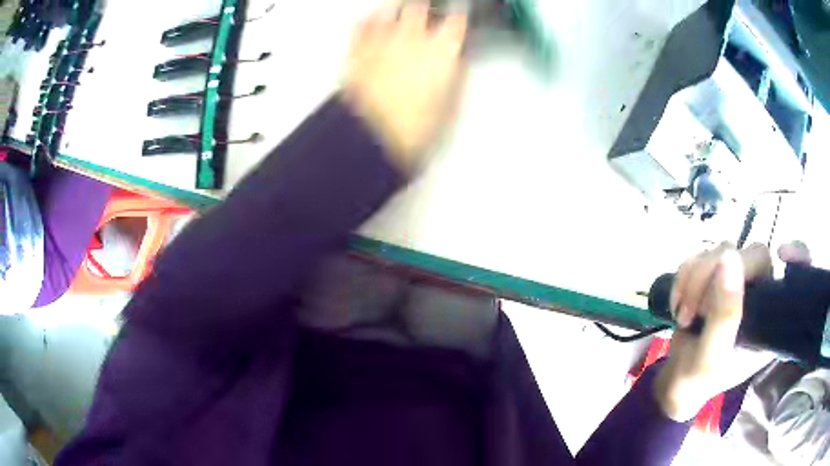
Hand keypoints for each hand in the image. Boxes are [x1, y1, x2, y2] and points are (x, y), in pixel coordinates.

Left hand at [342, 3, 466, 171]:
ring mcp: (381, 41)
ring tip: (403, 7)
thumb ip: (458, 77)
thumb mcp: (450, 107)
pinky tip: (373, 20)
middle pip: (421, 6)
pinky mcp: (357, 50)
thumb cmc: (409, 127)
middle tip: (430, 8)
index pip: (457, 20)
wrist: (369, 138)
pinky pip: (362, 24)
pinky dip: (369, 20)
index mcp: (441, 50)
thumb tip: (458, 64)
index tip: (460, 16)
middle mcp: (411, 38)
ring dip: (398, 7)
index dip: (460, 15)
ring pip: (390, 9)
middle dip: (428, 6)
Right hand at [654, 242, 808, 420]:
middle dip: (713, 276)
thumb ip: (724, 315)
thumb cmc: (698, 379)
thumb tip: (730, 258)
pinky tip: (678, 301)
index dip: (797, 254)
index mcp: (770, 318)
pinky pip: (702, 255)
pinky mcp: (716, 276)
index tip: (783, 253)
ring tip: (682, 314)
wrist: (676, 382)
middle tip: (691, 311)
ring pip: (722, 250)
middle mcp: (760, 294)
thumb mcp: (711, 356)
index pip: (792, 276)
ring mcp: (738, 283)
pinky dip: (684, 275)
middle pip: (749, 254)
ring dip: (694, 279)